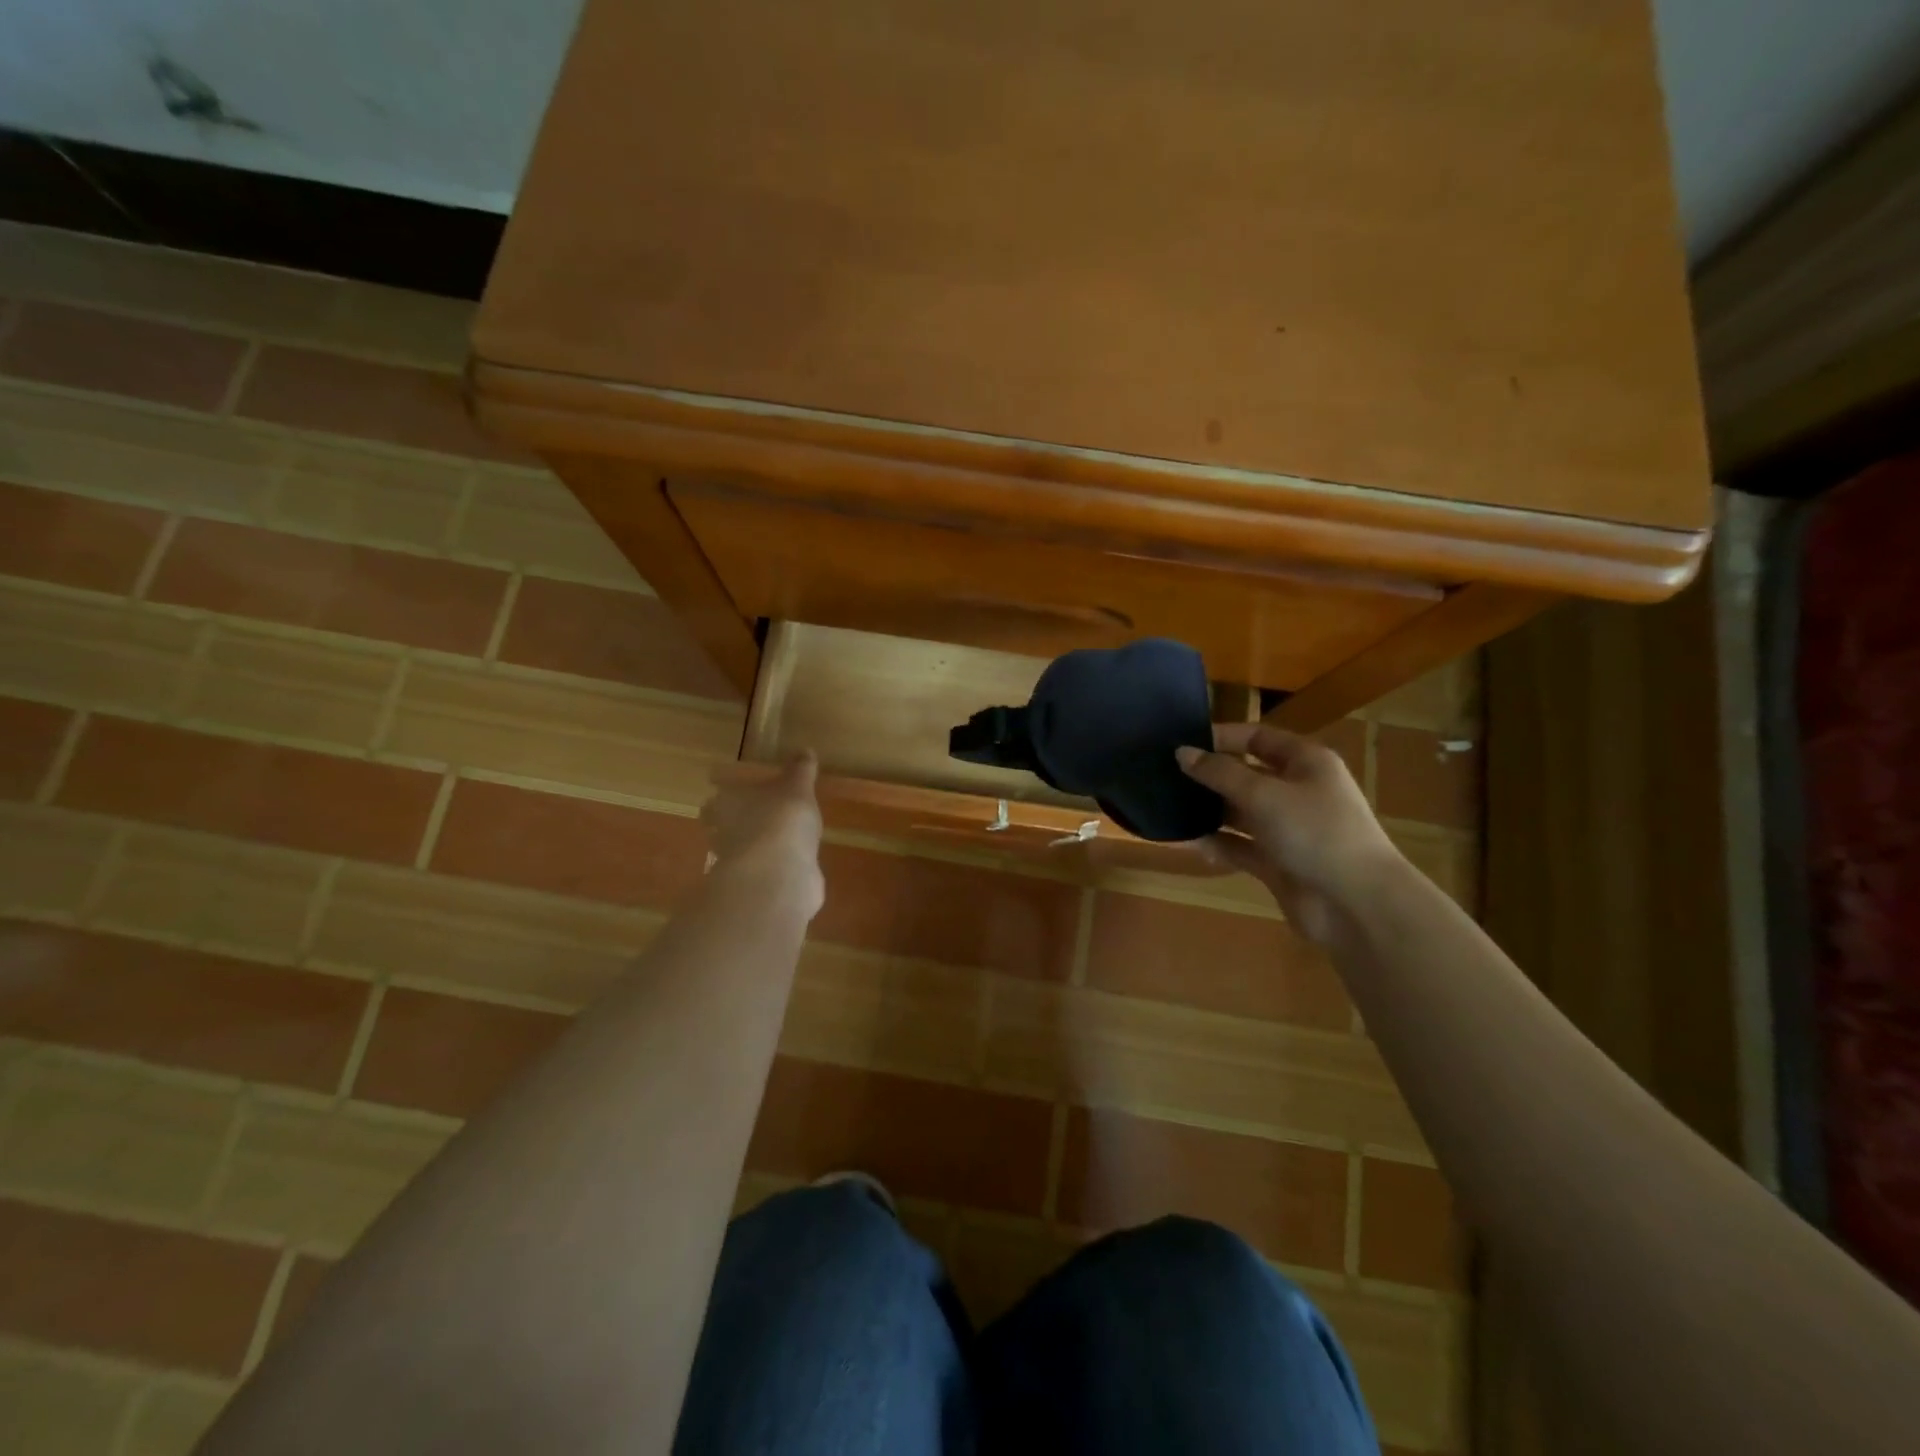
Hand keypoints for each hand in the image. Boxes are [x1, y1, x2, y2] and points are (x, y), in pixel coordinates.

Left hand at [701, 754, 825, 919]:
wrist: (780, 873)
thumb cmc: (782, 819)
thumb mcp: (797, 787)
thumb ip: (800, 771)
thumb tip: (804, 750)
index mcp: (726, 805)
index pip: (716, 802)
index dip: (726, 801)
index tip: (739, 798)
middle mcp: (724, 835)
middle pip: (723, 830)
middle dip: (738, 827)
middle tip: (759, 822)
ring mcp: (737, 866)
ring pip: (742, 854)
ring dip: (755, 850)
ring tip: (778, 845)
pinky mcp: (754, 888)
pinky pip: (763, 875)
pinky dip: (773, 871)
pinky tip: (791, 868)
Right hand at [1176, 723, 1400, 944]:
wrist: (1356, 904)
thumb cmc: (1314, 832)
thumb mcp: (1263, 795)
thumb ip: (1219, 773)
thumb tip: (1182, 753)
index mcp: (1305, 763)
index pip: (1257, 738)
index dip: (1221, 737)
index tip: (1181, 743)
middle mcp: (1297, 791)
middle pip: (1246, 775)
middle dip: (1210, 776)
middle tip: (1166, 777)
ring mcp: (1289, 829)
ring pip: (1241, 813)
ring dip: (1210, 811)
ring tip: (1169, 808)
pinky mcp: (1279, 862)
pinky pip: (1242, 847)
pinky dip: (1219, 844)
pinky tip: (1191, 843)